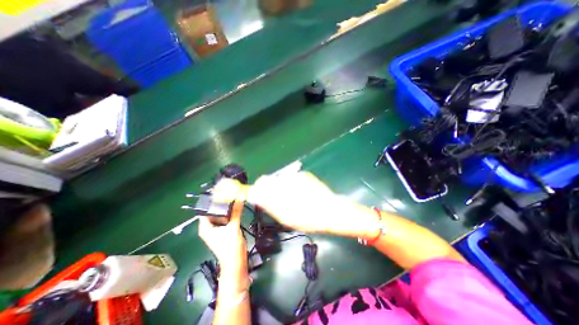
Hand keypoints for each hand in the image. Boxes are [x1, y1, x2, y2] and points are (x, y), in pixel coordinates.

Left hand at [198, 200, 247, 268]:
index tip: (220, 192)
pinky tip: (237, 208)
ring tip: (234, 199)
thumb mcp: (233, 227)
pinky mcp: (224, 231)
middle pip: (213, 212)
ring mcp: (217, 229)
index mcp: (205, 227)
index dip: (211, 201)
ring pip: (220, 215)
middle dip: (221, 204)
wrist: (236, 262)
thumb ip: (236, 212)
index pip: (204, 210)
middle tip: (229, 194)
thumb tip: (239, 198)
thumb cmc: (230, 247)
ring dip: (227, 209)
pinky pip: (226, 219)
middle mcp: (209, 227)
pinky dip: (230, 214)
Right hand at [212, 172, 375, 237]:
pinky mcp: (303, 174)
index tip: (258, 196)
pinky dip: (291, 184)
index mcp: (278, 192)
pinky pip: (291, 177)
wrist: (330, 210)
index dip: (256, 190)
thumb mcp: (284, 216)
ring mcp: (294, 175)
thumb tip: (256, 195)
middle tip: (277, 200)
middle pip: (268, 179)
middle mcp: (284, 180)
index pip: (259, 185)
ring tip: (292, 197)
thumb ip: (268, 204)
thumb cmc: (307, 219)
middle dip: (268, 188)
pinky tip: (301, 192)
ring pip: (280, 178)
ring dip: (281, 186)